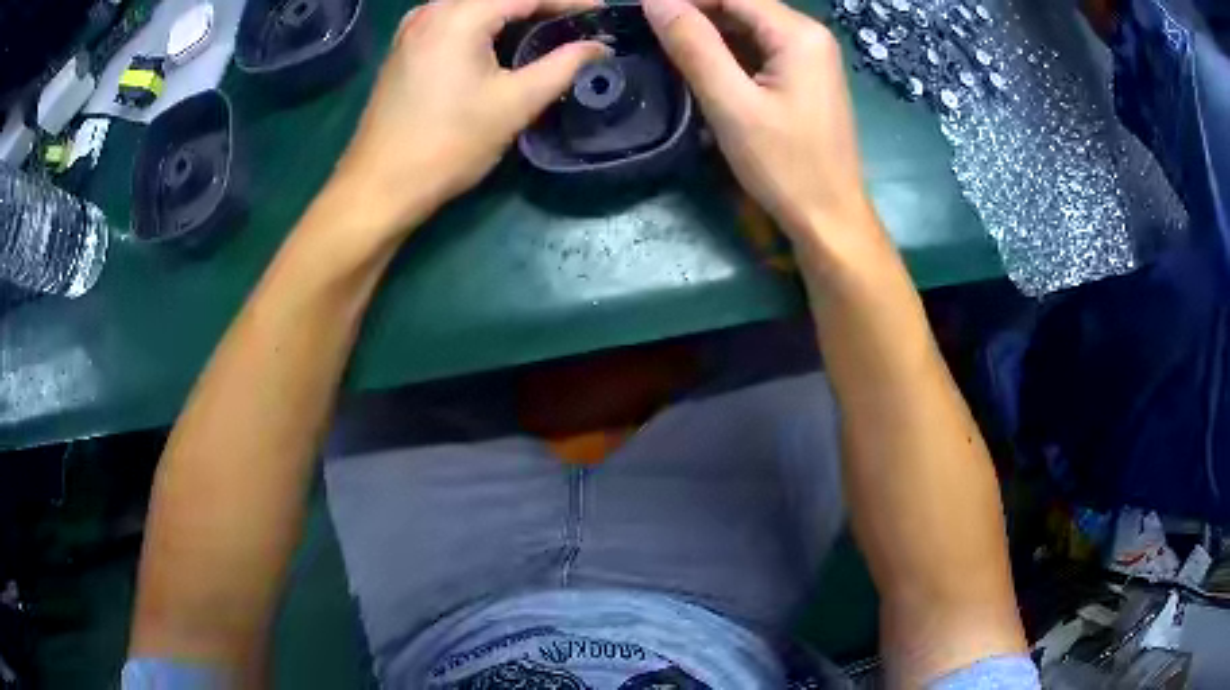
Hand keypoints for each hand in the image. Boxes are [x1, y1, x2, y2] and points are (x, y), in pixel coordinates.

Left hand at [330, 0, 610, 233]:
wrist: (379, 186)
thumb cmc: (448, 145)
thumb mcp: (515, 104)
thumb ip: (563, 66)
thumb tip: (599, 48)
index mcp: (458, 17)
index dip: (569, 1)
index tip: (601, 12)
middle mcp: (431, 11)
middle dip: (541, 4)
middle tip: (576, 21)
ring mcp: (413, 27)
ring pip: (475, 5)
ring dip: (512, 12)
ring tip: (548, 28)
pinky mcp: (404, 47)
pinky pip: (454, 18)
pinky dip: (484, 22)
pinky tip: (502, 39)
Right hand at [642, 0, 874, 241]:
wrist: (830, 218)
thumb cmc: (785, 166)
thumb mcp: (732, 104)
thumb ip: (693, 46)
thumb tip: (655, 1)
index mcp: (798, 34)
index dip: (686, 0)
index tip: (642, 14)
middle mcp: (809, 35)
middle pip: (741, 6)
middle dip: (696, 16)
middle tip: (652, 37)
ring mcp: (810, 57)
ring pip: (748, 28)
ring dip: (709, 36)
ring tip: (670, 54)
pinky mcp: (805, 78)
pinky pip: (759, 51)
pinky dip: (728, 56)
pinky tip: (703, 72)